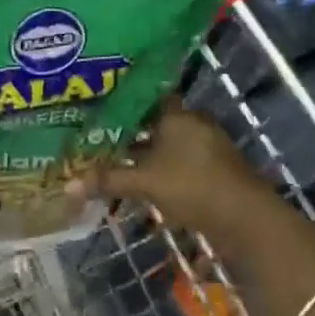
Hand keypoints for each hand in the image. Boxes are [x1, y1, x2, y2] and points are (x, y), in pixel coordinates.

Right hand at [67, 105, 285, 246]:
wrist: (246, 219)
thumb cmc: (193, 186)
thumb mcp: (145, 183)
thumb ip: (108, 180)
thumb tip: (67, 186)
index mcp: (177, 114)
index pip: (144, 96)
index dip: (120, 100)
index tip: (96, 105)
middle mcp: (192, 122)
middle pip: (154, 120)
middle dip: (128, 129)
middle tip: (96, 134)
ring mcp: (206, 146)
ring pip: (166, 142)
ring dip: (144, 151)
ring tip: (112, 158)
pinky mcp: (213, 168)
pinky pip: (178, 159)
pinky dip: (160, 166)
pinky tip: (141, 179)